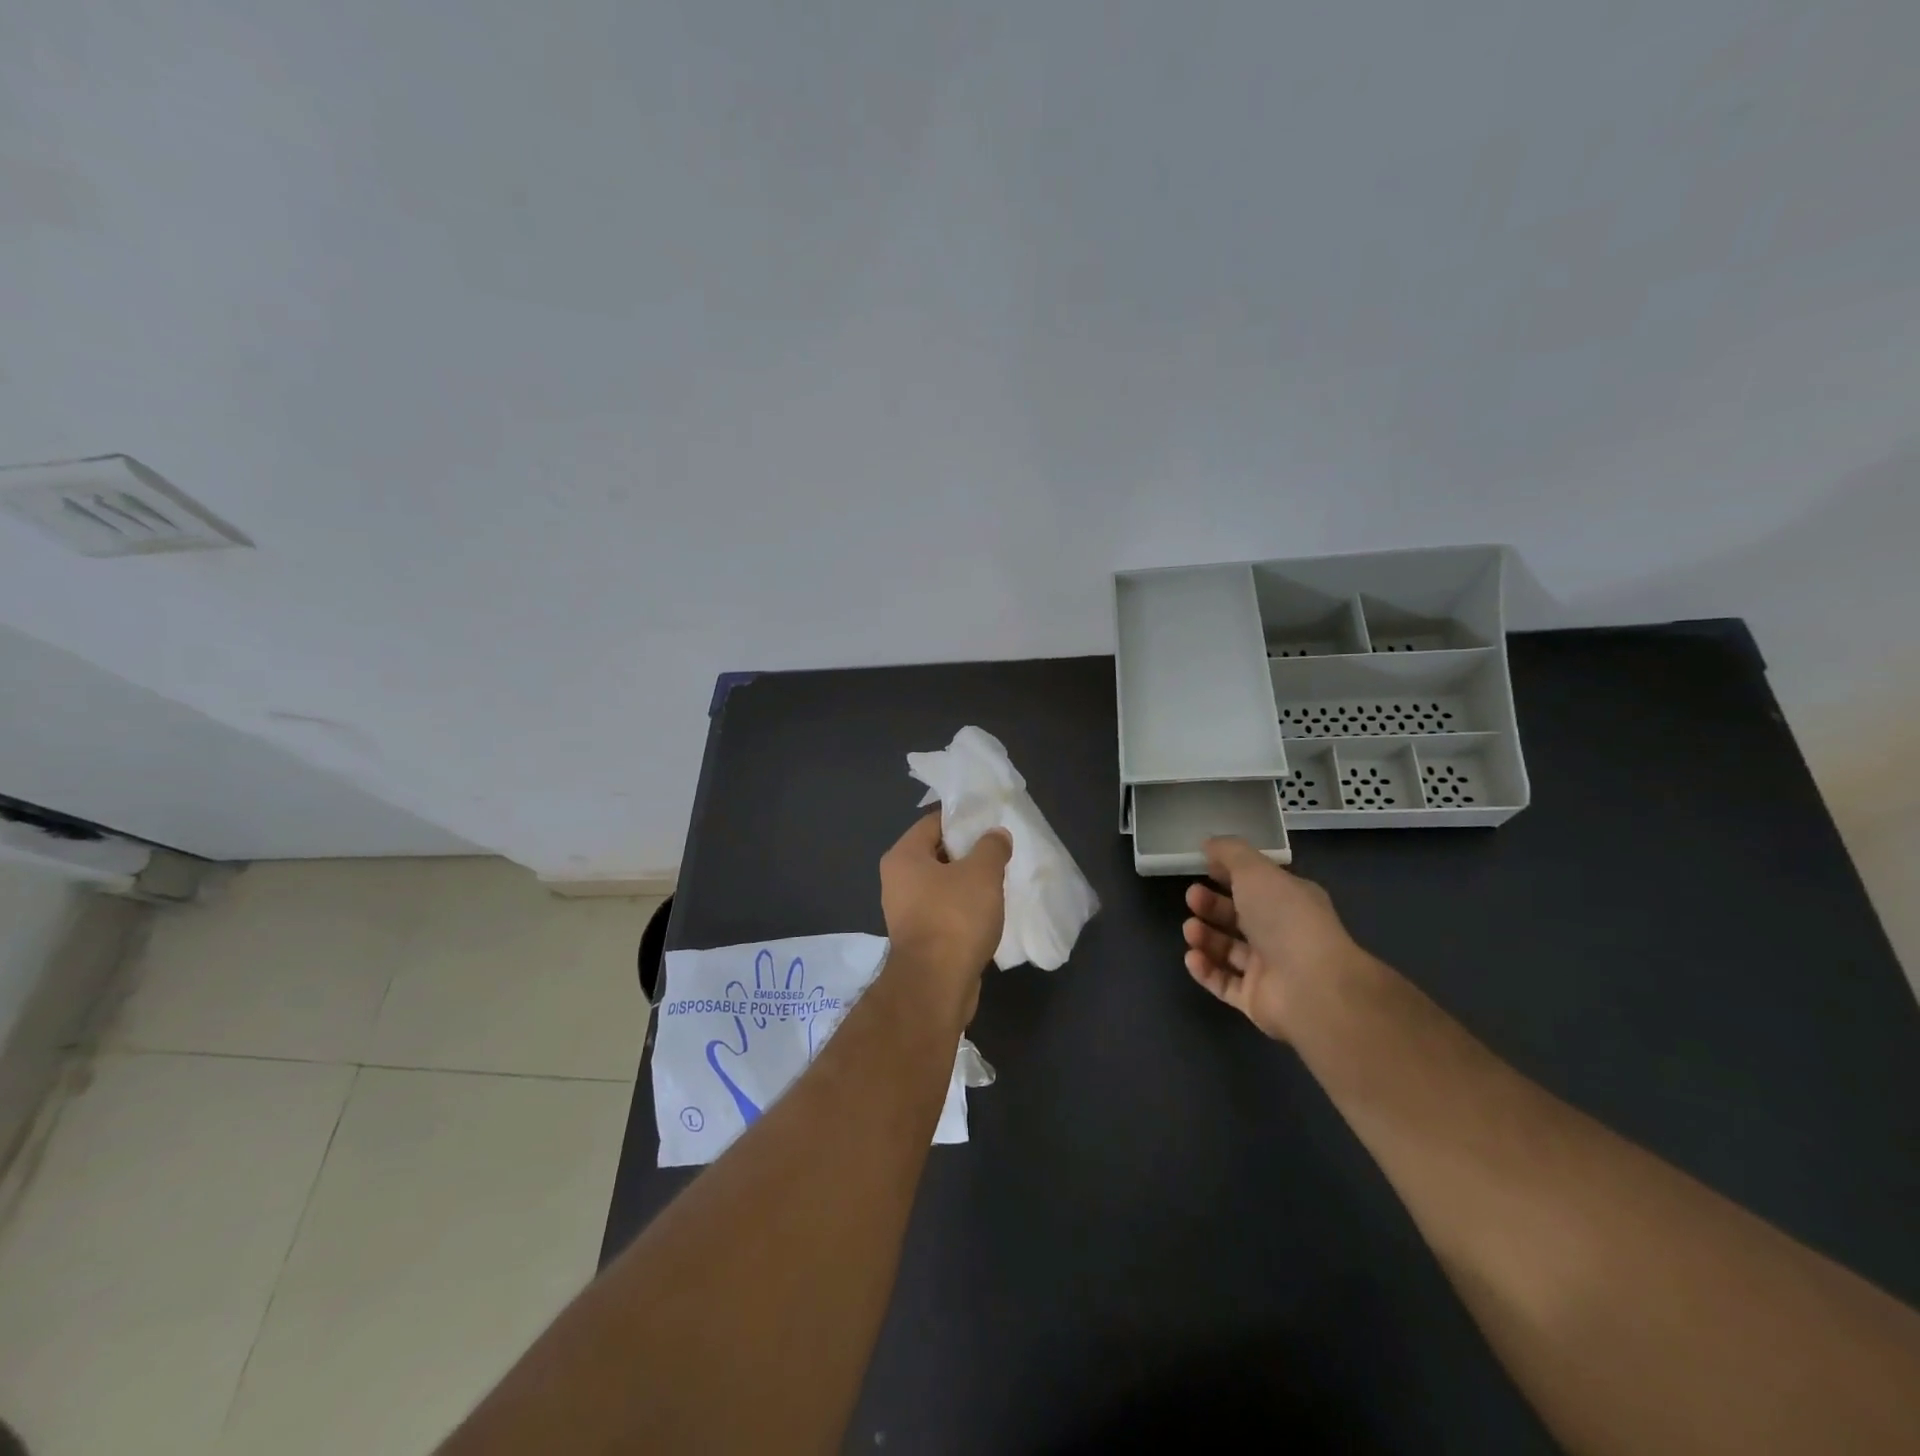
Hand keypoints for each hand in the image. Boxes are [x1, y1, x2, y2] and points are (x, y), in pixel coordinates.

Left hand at [879, 812, 1011, 1023]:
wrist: (936, 986)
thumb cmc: (954, 918)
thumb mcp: (982, 873)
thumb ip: (991, 847)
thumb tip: (996, 835)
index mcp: (904, 856)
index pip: (933, 822)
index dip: (963, 818)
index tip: (991, 820)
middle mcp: (897, 880)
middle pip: (937, 853)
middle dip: (968, 851)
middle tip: (999, 849)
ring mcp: (906, 912)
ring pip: (942, 884)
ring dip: (968, 882)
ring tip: (999, 879)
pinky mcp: (919, 938)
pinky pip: (944, 910)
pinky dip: (964, 908)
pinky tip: (989, 910)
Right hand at [1182, 837, 1372, 1040]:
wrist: (1311, 987)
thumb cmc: (1285, 918)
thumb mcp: (1256, 870)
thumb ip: (1230, 853)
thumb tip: (1209, 844)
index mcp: (1289, 900)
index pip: (1256, 885)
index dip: (1229, 874)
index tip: (1203, 866)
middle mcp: (1281, 934)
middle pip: (1238, 917)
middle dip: (1211, 905)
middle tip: (1192, 897)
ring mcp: (1269, 969)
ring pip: (1228, 950)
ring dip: (1205, 936)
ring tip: (1191, 930)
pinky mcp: (1255, 1000)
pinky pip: (1224, 983)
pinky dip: (1205, 970)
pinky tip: (1192, 957)